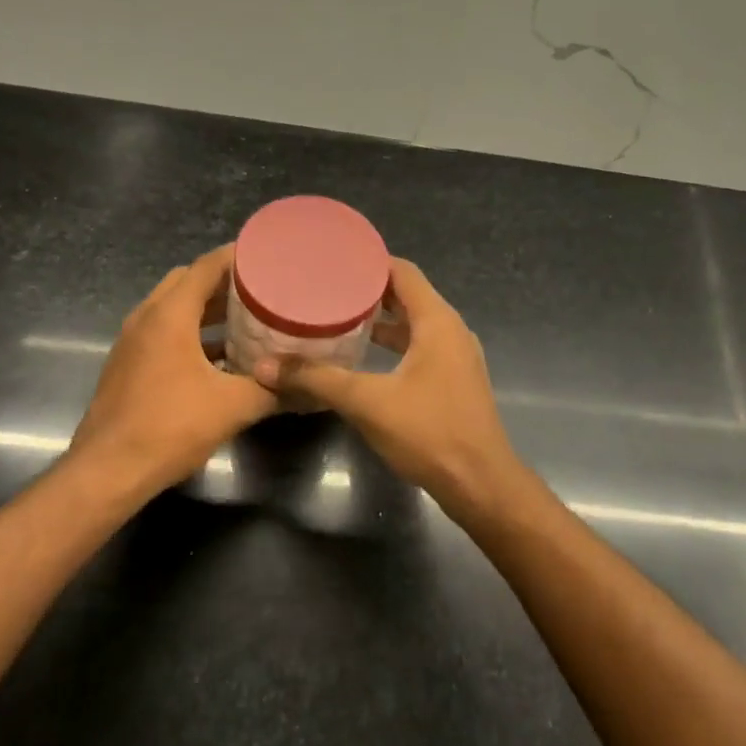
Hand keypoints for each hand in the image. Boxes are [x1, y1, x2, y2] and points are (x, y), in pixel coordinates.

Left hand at [69, 246, 277, 496]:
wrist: (108, 470)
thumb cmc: (170, 427)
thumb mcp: (232, 407)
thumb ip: (272, 391)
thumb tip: (308, 387)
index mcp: (169, 315)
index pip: (206, 266)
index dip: (237, 257)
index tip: (268, 256)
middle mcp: (146, 318)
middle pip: (187, 282)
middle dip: (223, 282)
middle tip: (260, 289)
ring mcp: (132, 341)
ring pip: (172, 308)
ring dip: (205, 309)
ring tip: (246, 319)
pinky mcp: (127, 364)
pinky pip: (163, 333)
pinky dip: (190, 333)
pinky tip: (219, 357)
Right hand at [252, 259, 519, 510]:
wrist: (480, 484)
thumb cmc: (429, 433)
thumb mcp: (367, 402)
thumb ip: (317, 379)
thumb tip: (265, 367)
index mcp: (437, 322)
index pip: (403, 272)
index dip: (369, 263)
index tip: (333, 261)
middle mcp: (451, 331)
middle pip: (408, 295)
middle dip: (369, 291)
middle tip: (327, 289)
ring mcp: (456, 357)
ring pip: (415, 325)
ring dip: (381, 320)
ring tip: (338, 317)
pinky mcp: (453, 381)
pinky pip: (420, 347)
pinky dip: (393, 344)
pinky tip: (364, 357)